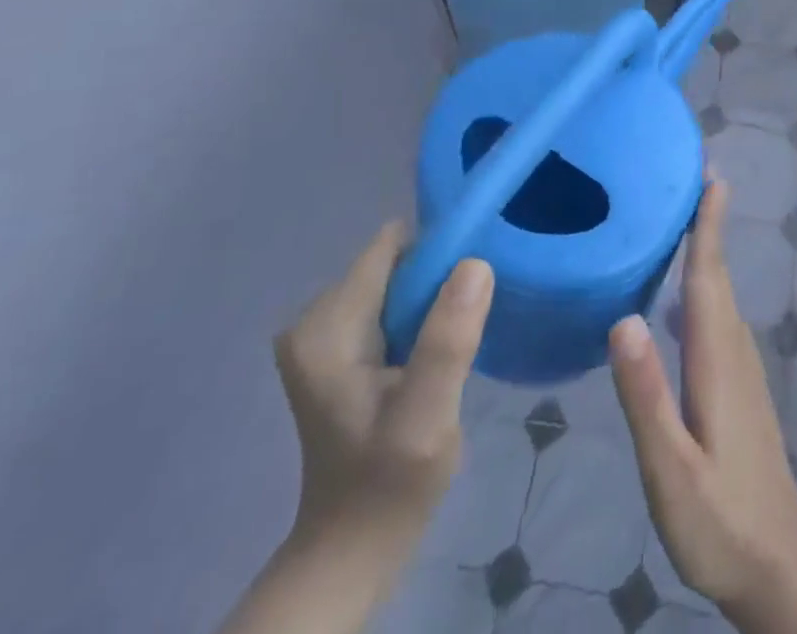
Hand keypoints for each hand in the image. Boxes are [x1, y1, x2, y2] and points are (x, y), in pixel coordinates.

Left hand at [218, 224, 492, 633]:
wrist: (351, 551)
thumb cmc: (389, 484)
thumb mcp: (426, 417)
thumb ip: (447, 341)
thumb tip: (476, 262)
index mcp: (327, 325)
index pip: (392, 246)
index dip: (441, 250)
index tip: (480, 276)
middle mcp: (316, 319)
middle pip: (396, 261)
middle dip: (441, 276)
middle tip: (475, 315)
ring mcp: (325, 334)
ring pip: (399, 281)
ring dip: (436, 298)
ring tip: (463, 332)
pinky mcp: (341, 350)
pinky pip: (393, 305)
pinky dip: (424, 316)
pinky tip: (442, 349)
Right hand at [609, 181, 796, 633]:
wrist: (776, 567)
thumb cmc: (719, 521)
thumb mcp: (671, 469)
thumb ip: (646, 396)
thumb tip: (624, 317)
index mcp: (716, 360)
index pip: (709, 278)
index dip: (709, 226)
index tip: (711, 176)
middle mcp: (735, 352)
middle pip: (718, 276)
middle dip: (708, 225)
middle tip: (692, 179)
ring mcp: (743, 371)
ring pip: (722, 296)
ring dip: (708, 252)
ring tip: (687, 219)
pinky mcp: (741, 388)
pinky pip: (721, 317)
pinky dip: (707, 286)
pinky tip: (687, 294)